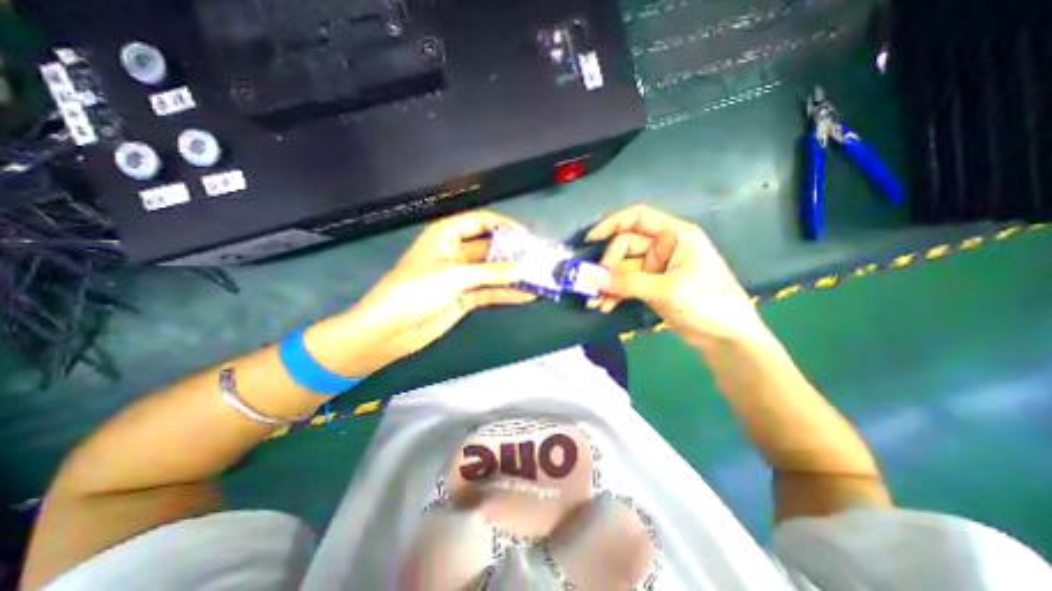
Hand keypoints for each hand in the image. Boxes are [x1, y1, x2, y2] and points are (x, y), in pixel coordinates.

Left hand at [305, 210, 535, 375]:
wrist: (391, 330)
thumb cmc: (416, 291)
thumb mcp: (454, 276)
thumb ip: (491, 272)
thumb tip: (523, 269)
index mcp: (446, 235)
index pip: (480, 222)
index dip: (504, 225)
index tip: (527, 235)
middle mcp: (456, 252)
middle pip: (490, 247)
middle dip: (514, 253)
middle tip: (539, 259)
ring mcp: (461, 276)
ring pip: (492, 271)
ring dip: (513, 275)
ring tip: (539, 278)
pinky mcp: (464, 296)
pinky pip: (489, 291)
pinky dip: (506, 293)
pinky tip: (527, 295)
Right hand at [583, 206, 765, 347]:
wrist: (727, 339)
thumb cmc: (707, 304)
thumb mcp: (666, 290)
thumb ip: (626, 282)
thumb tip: (589, 275)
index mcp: (674, 235)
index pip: (637, 218)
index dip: (611, 224)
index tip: (590, 240)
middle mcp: (664, 247)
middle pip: (625, 247)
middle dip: (607, 267)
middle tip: (593, 287)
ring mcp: (657, 268)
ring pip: (623, 269)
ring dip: (608, 284)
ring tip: (595, 302)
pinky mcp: (652, 286)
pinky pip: (626, 284)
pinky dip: (615, 293)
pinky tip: (605, 306)